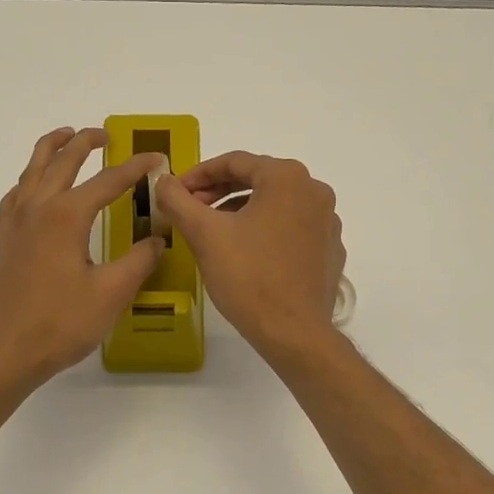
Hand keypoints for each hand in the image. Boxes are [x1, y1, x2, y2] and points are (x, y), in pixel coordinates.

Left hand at [0, 127, 166, 393]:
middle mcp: (37, 208)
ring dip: (52, 149)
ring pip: (32, 169)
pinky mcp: (3, 239)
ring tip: (67, 138)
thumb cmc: (61, 324)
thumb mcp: (111, 293)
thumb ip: (139, 260)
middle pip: (62, 160)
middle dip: (86, 142)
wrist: (5, 352)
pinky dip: (31, 178)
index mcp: (66, 215)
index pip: (108, 180)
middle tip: (107, 135)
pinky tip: (36, 188)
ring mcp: (14, 222)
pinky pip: (16, 193)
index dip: (136, 167)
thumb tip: (158, 238)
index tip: (158, 159)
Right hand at [154, 151, 345, 363]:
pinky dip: (266, 232)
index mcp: (287, 178)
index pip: (234, 162)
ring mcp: (328, 222)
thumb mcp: (204, 234)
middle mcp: (315, 191)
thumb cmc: (248, 277)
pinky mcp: (330, 250)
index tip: (175, 192)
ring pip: (275, 205)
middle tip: (190, 211)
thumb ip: (178, 200)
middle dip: (219, 193)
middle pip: (257, 181)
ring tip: (214, 233)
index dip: (198, 175)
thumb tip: (163, 181)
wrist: (294, 332)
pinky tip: (247, 254)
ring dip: (241, 212)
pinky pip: (292, 229)